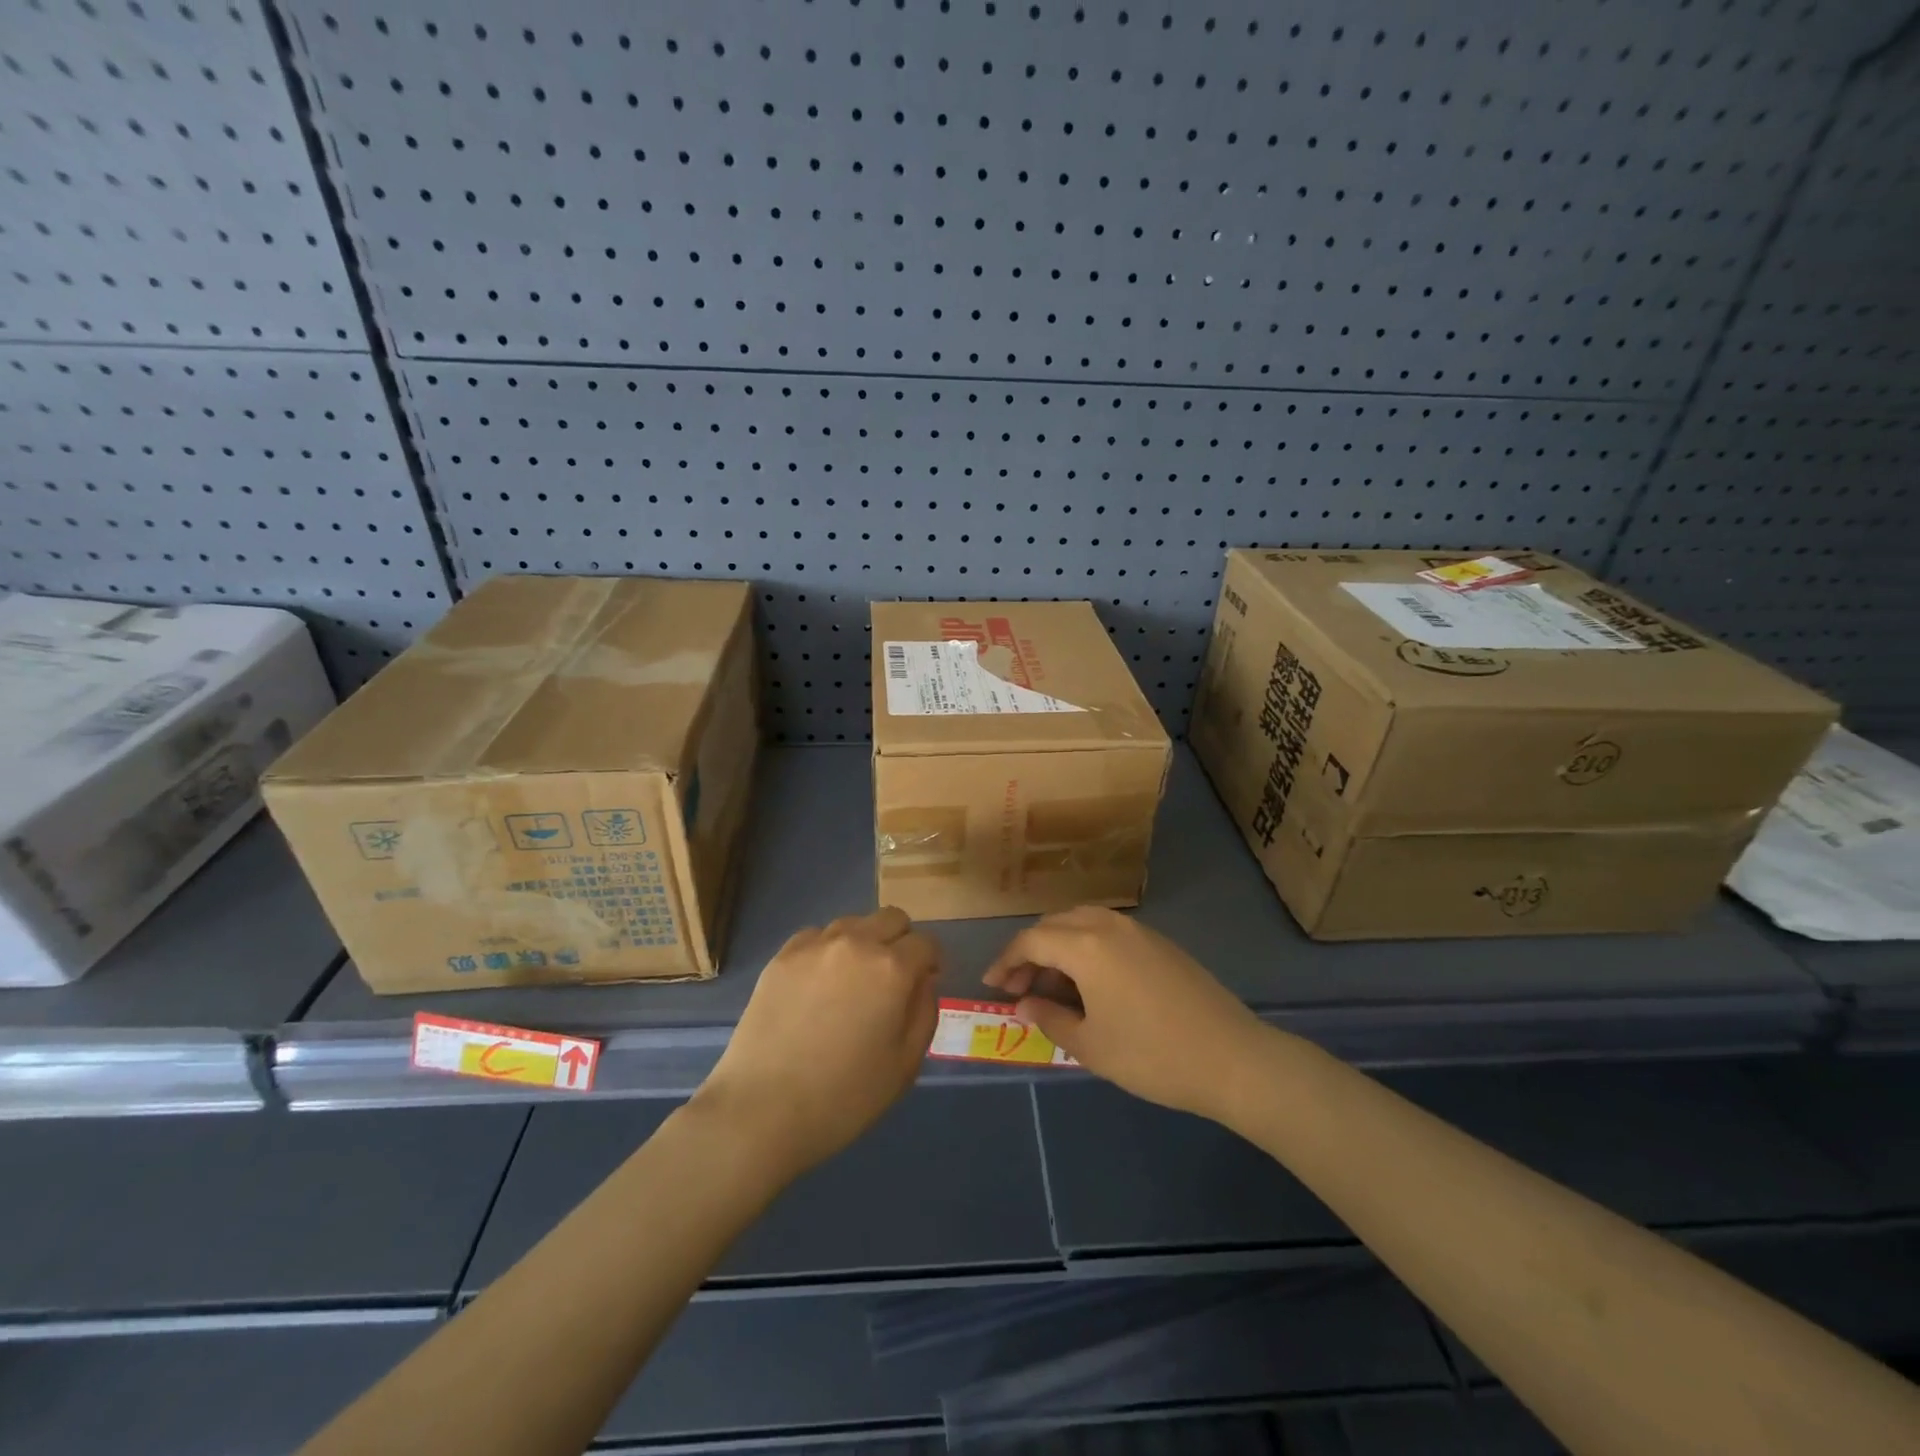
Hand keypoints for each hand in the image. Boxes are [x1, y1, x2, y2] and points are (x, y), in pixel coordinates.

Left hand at [696, 907, 940, 1177]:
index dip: (931, 963)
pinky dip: (827, 952)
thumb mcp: (905, 1065)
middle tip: (892, 979)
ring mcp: (814, 946)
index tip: (923, 984)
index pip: (926, 943)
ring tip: (851, 982)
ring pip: (853, 923)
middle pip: (891, 918)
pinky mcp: (781, 956)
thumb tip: (923, 980)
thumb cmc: (844, 1097)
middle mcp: (856, 943)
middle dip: (901, 941)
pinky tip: (817, 986)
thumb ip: (924, 1012)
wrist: (762, 1110)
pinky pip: (816, 937)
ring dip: (863, 942)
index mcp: (892, 968)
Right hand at [984, 906, 1269, 1122]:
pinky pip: (1108, 931)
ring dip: (1059, 946)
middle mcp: (1108, 925)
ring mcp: (1137, 930)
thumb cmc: (1151, 1055)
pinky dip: (1086, 947)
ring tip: (1052, 984)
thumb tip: (1025, 1003)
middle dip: (1030, 952)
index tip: (992, 984)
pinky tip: (1089, 982)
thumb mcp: (1090, 1045)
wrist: (1231, 1058)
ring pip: (1082, 922)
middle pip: (1055, 925)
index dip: (1006, 961)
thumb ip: (1049, 1018)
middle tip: (1019, 988)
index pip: (1031, 941)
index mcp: (1085, 945)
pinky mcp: (1159, 942)